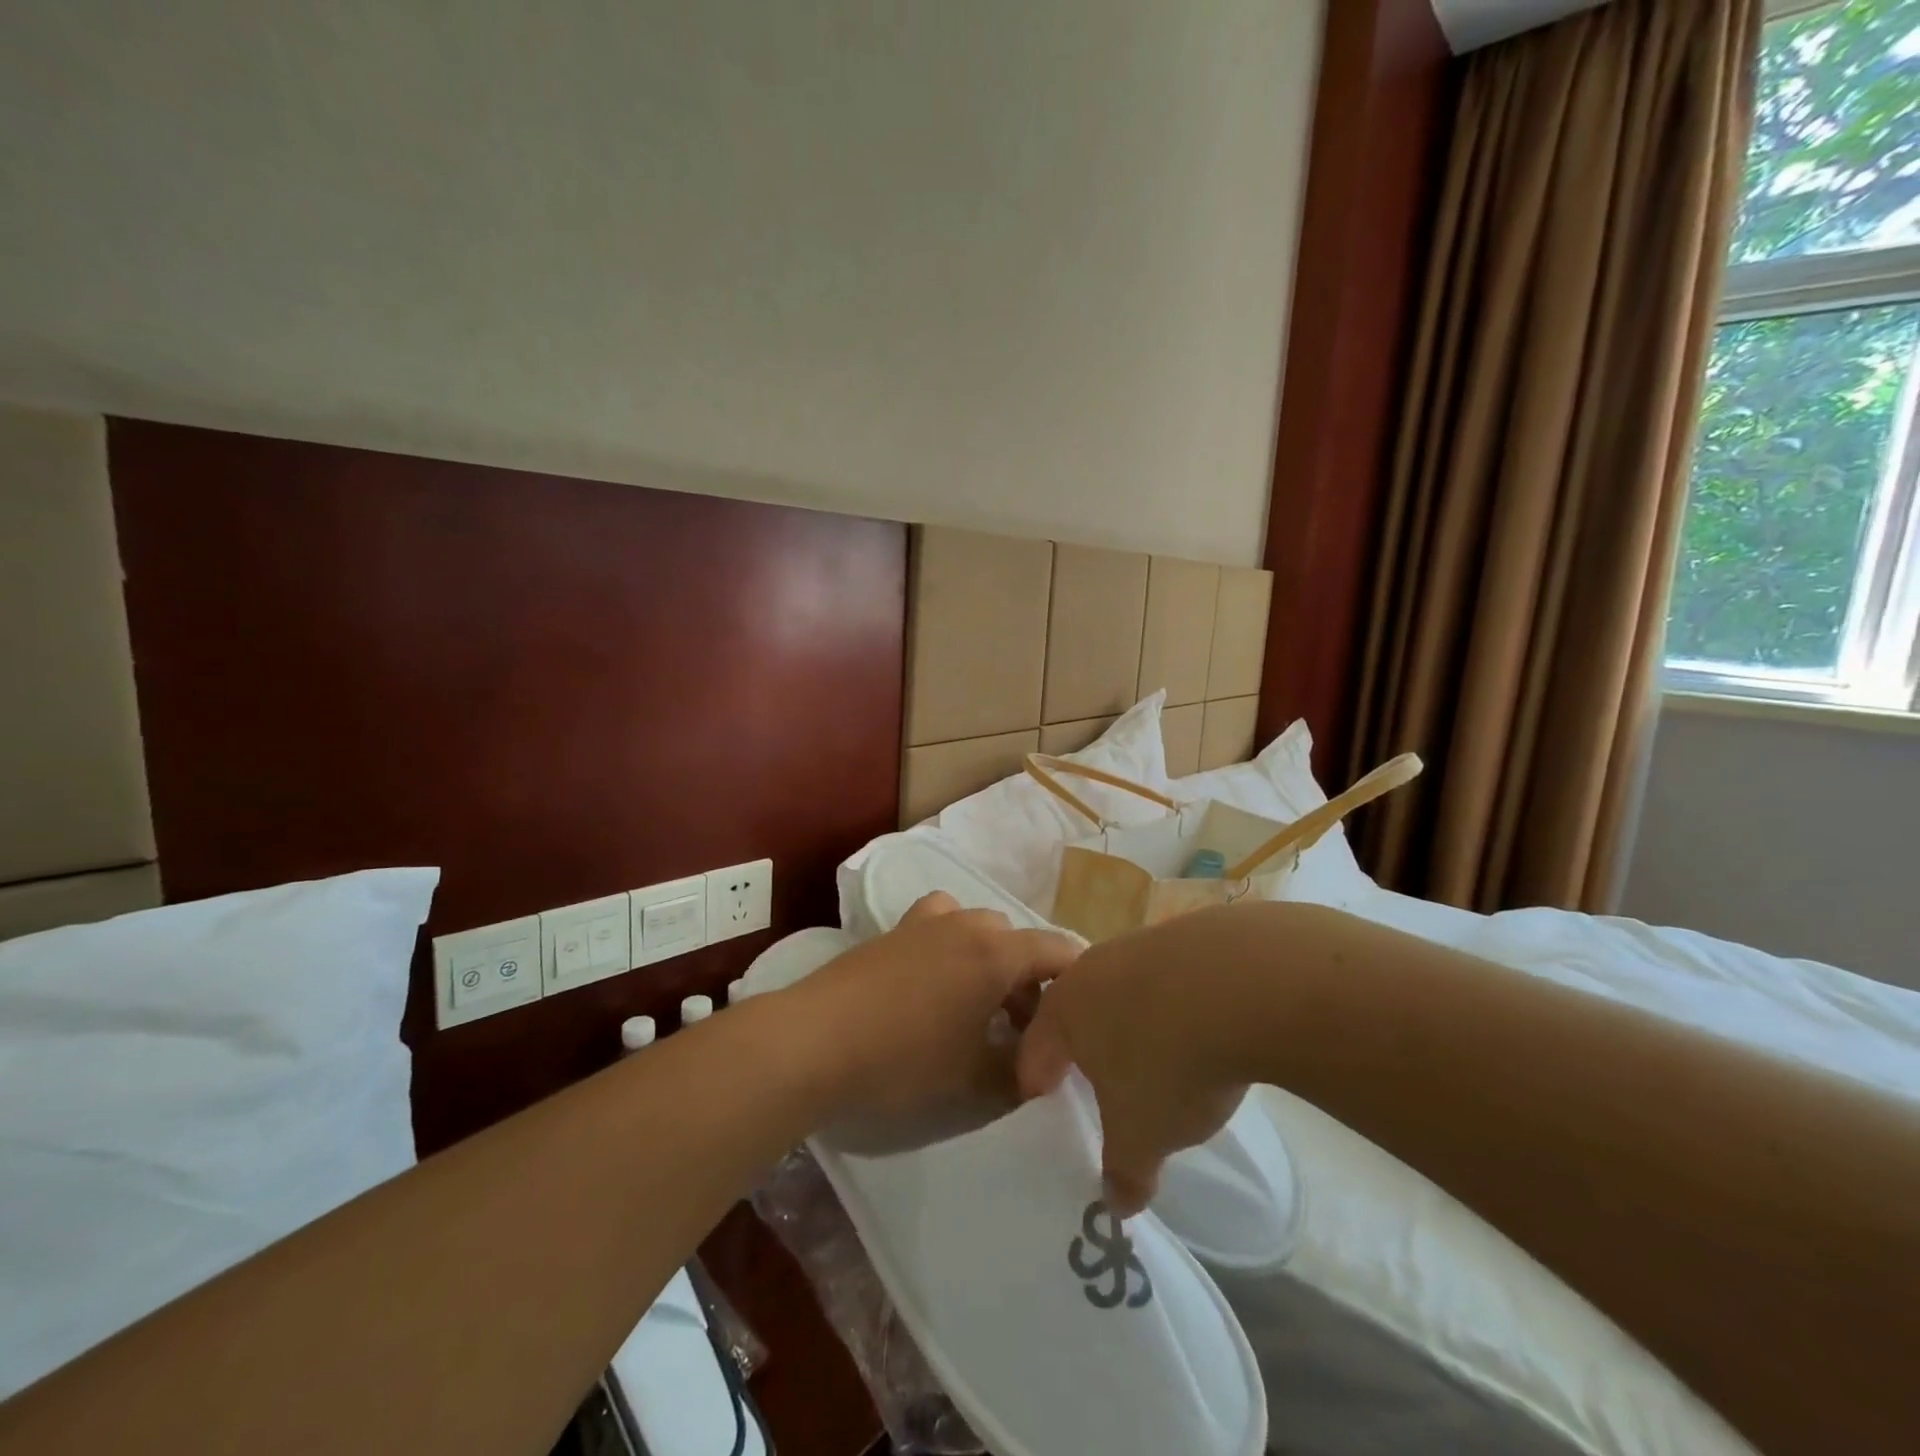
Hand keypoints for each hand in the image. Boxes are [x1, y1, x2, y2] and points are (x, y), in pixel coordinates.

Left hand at [794, 892, 1081, 1139]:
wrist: (818, 1039)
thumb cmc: (905, 1058)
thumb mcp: (973, 1078)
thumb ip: (1019, 1074)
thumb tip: (1042, 1073)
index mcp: (997, 952)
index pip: (1059, 951)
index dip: (1078, 980)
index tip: (1082, 1017)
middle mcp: (968, 924)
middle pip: (1018, 941)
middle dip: (1030, 981)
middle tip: (1022, 1031)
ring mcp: (927, 921)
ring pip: (979, 930)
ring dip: (990, 961)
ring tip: (978, 1006)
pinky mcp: (894, 929)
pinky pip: (939, 925)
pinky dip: (951, 945)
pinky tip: (935, 982)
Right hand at [1017, 908, 1253, 1213]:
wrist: (1243, 981)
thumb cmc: (1169, 1061)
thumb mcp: (1142, 1135)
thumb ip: (1123, 1171)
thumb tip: (1117, 1204)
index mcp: (1064, 1009)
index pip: (1034, 1051)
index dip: (1037, 1087)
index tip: (1050, 1114)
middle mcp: (1094, 967)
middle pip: (1078, 1013)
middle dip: (1087, 1051)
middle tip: (1105, 1089)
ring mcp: (1142, 944)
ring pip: (1125, 991)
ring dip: (1136, 1024)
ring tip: (1163, 1060)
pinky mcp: (1189, 934)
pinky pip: (1171, 979)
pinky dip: (1179, 1005)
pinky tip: (1207, 1030)